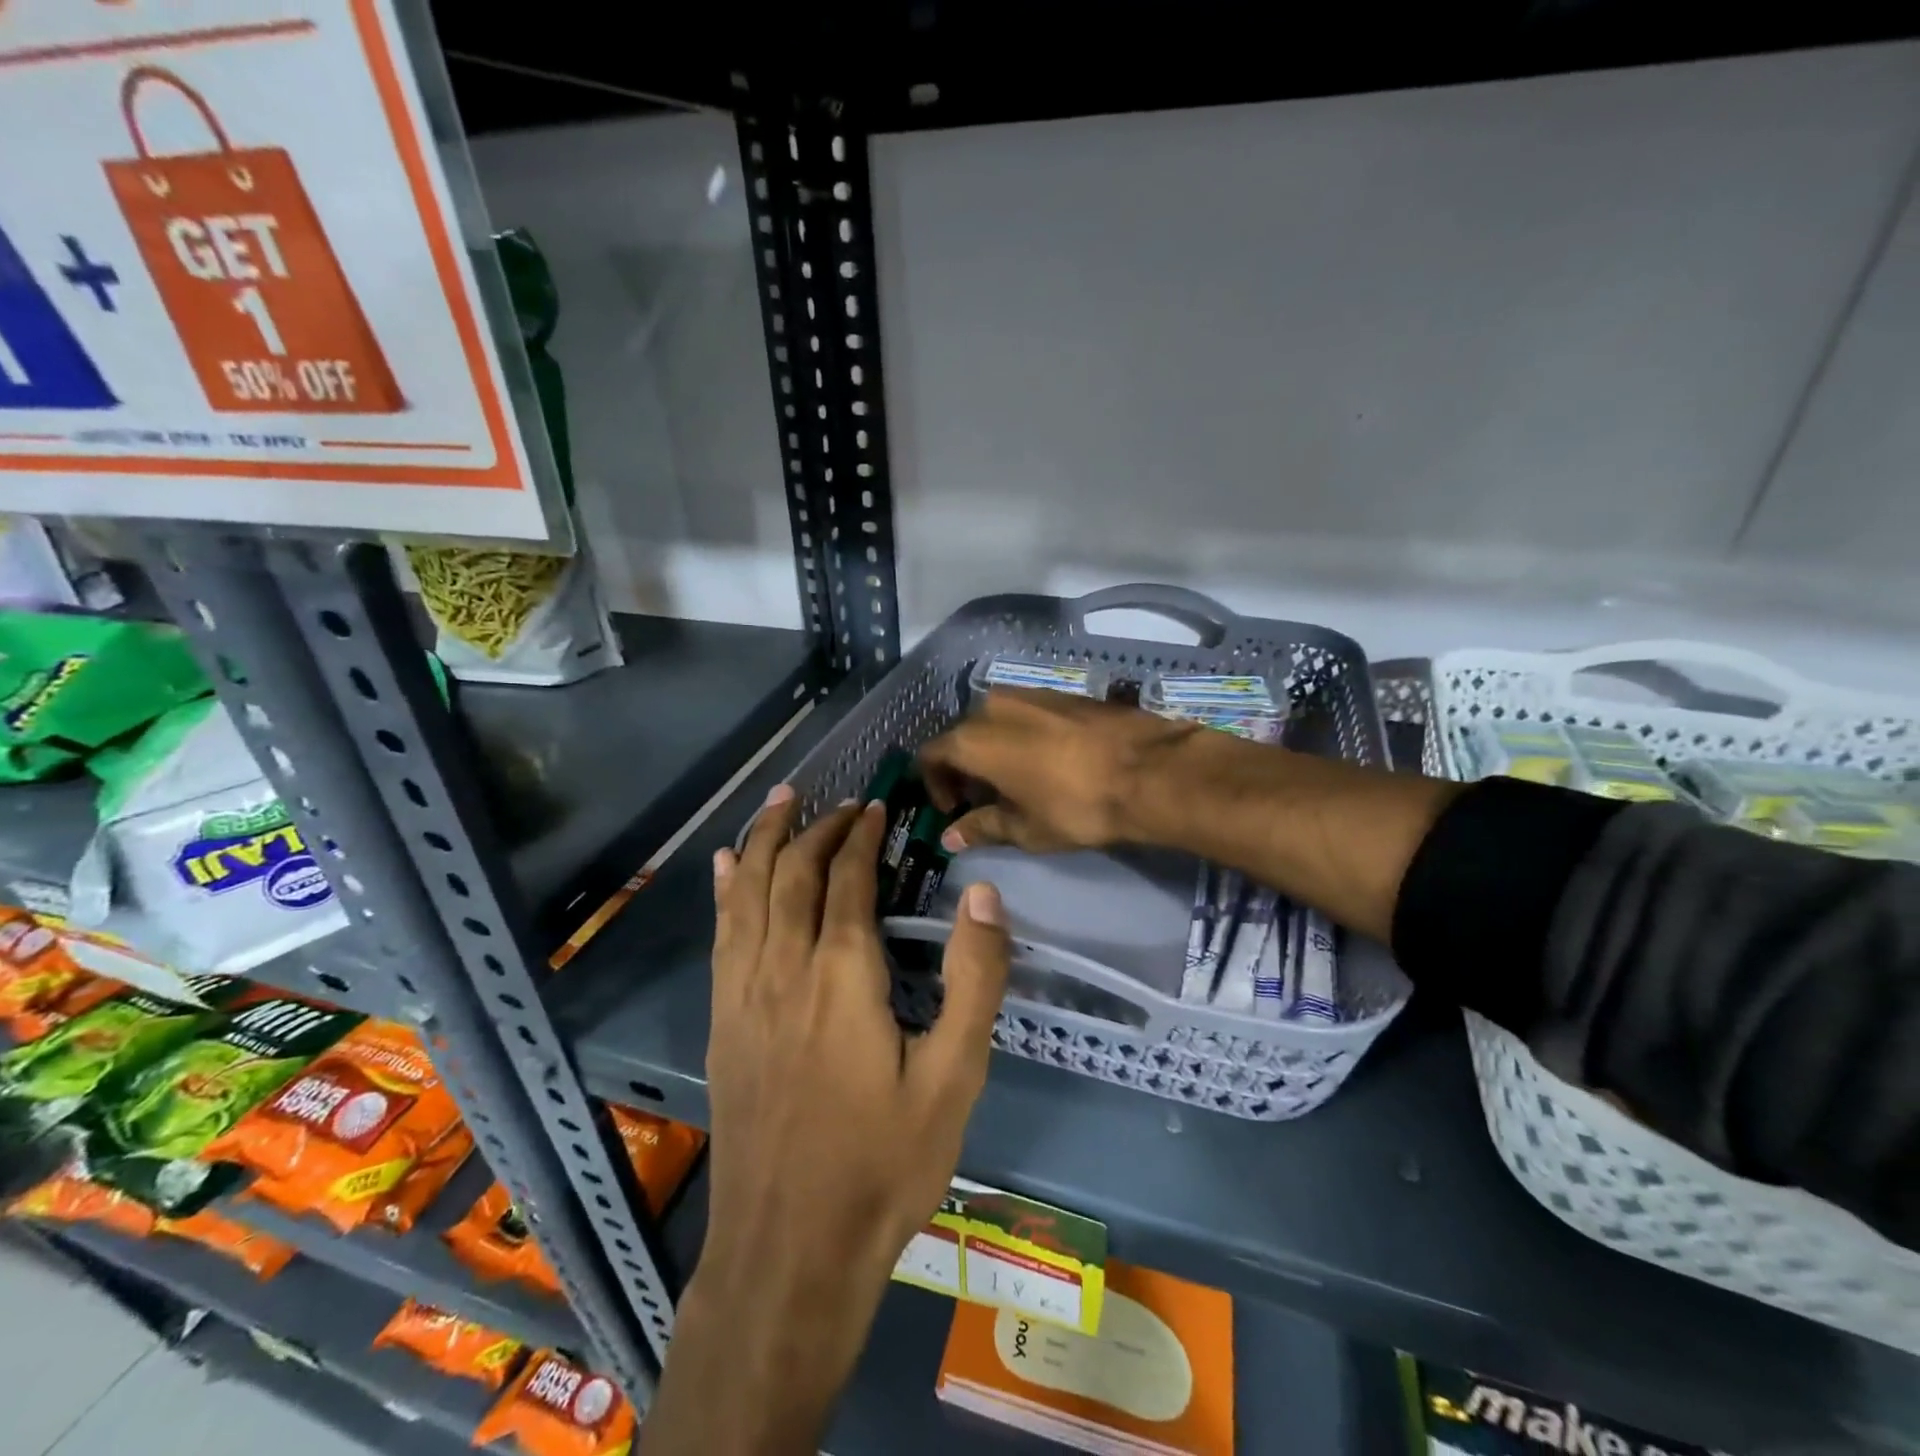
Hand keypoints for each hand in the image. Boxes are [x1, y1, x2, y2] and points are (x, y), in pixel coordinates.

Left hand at [668, 784, 1008, 1451]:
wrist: (789, 1252)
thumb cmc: (883, 1164)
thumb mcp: (954, 1076)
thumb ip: (974, 978)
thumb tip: (982, 892)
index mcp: (842, 975)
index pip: (848, 879)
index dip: (862, 836)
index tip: (877, 807)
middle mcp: (784, 968)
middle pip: (793, 874)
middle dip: (817, 828)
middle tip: (840, 801)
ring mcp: (743, 994)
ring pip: (748, 892)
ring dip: (764, 840)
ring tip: (780, 800)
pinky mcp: (723, 1021)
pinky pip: (722, 935)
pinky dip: (726, 890)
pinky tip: (725, 868)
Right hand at [919, 687, 1199, 852]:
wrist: (1149, 770)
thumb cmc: (1075, 806)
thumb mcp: (1024, 828)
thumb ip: (981, 828)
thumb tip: (949, 838)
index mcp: (973, 739)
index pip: (931, 754)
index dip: (935, 785)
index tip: (955, 810)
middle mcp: (993, 706)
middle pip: (962, 735)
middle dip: (965, 767)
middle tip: (984, 800)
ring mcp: (1030, 694)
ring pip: (995, 721)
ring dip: (993, 749)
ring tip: (1016, 781)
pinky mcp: (1061, 693)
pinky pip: (1025, 714)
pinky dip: (1021, 736)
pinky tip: (1046, 762)